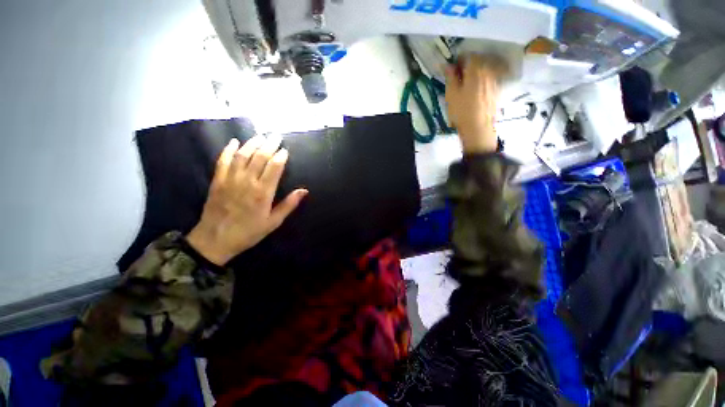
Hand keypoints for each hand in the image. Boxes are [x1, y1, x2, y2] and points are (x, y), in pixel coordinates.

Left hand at [186, 136, 307, 265]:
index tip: (285, 149)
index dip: (281, 156)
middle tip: (276, 136)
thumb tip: (304, 190)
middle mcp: (248, 182)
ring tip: (260, 136)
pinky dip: (228, 150)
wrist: (215, 240)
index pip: (274, 167)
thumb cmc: (249, 232)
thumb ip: (289, 205)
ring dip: (252, 143)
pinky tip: (234, 142)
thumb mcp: (274, 222)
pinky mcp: (217, 181)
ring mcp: (231, 179)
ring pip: (242, 155)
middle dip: (269, 145)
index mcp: (263, 192)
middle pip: (260, 157)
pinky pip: (223, 161)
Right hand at [445, 54, 506, 153]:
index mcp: (476, 70)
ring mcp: (494, 80)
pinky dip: (483, 79)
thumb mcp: (452, 94)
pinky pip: (489, 78)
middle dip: (469, 64)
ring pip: (485, 69)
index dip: (460, 59)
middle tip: (459, 75)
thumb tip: (449, 65)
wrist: (478, 128)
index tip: (453, 67)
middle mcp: (488, 71)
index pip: (469, 56)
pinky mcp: (497, 90)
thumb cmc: (462, 111)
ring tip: (467, 83)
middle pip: (479, 61)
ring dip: (476, 72)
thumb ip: (451, 77)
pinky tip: (476, 91)